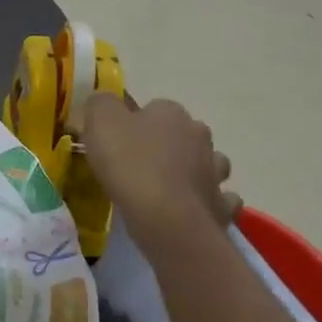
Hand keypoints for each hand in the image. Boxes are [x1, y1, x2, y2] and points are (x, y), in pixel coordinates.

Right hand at [81, 92, 241, 236]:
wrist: (166, 219)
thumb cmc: (130, 165)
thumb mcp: (100, 122)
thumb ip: (100, 104)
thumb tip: (103, 102)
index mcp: (171, 113)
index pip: (154, 107)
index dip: (134, 122)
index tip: (117, 140)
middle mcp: (200, 136)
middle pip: (183, 134)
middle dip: (167, 145)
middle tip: (138, 164)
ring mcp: (215, 171)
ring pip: (207, 164)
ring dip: (192, 171)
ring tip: (167, 188)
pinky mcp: (221, 205)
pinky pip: (218, 199)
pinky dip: (207, 201)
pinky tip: (190, 209)